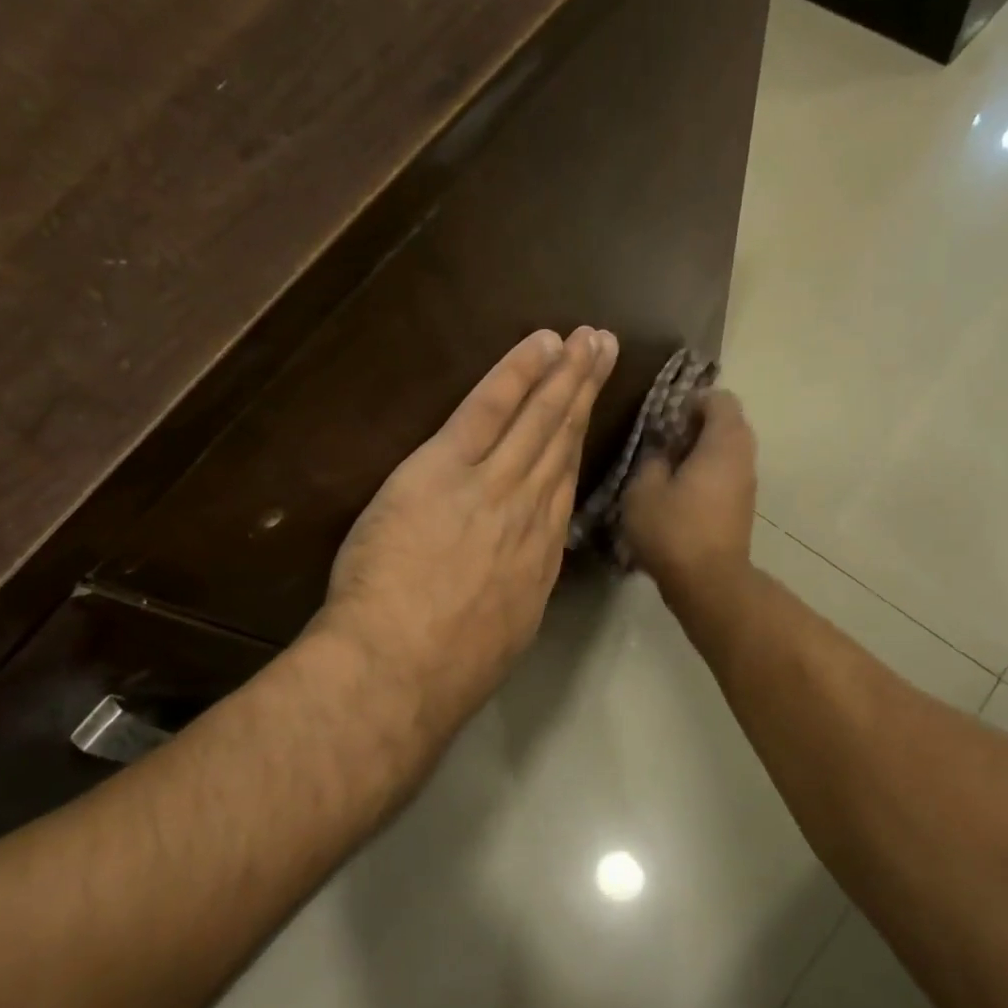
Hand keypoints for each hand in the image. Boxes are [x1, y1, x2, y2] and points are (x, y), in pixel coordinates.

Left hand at [316, 326, 618, 740]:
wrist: (402, 665)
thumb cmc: (448, 668)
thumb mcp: (505, 635)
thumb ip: (517, 593)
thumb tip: (519, 575)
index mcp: (539, 557)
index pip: (562, 487)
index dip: (578, 446)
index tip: (588, 419)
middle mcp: (529, 513)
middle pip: (562, 443)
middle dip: (584, 394)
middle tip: (605, 351)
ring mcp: (493, 486)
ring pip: (539, 420)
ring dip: (565, 375)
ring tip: (588, 338)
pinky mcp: (447, 467)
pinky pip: (489, 409)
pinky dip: (518, 374)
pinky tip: (541, 344)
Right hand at [621, 388, 757, 605]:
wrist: (708, 583)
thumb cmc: (674, 529)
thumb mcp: (643, 489)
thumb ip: (652, 460)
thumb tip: (661, 452)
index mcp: (723, 443)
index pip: (720, 399)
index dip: (692, 401)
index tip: (666, 419)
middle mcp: (743, 458)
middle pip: (727, 425)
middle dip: (696, 427)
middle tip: (663, 443)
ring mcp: (746, 485)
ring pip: (727, 453)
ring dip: (700, 454)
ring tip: (667, 471)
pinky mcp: (741, 509)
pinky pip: (726, 476)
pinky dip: (706, 476)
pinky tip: (678, 496)